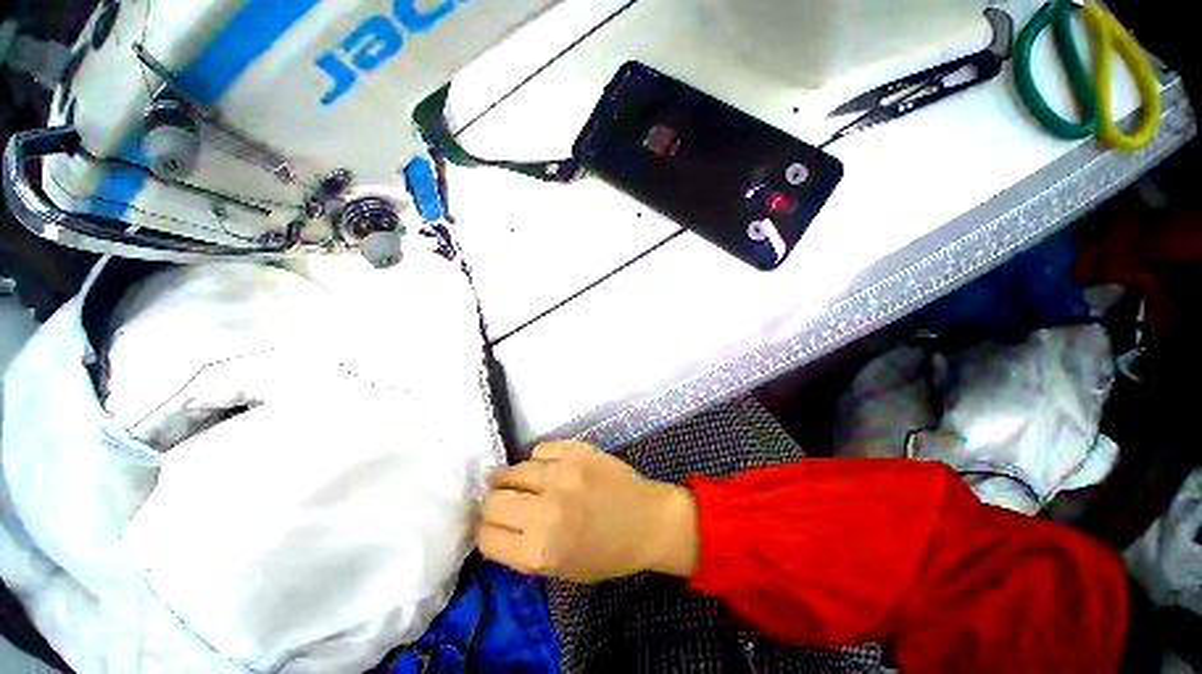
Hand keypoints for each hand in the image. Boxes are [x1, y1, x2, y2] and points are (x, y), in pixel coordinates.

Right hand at [477, 441, 697, 583]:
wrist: (647, 519)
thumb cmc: (606, 553)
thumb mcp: (559, 570)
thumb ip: (522, 550)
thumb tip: (493, 524)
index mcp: (540, 551)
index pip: (486, 536)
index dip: (485, 530)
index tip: (491, 524)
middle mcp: (546, 510)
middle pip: (493, 501)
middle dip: (493, 503)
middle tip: (502, 500)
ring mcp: (562, 474)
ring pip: (513, 470)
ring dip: (511, 478)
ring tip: (520, 481)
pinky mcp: (577, 450)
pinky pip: (539, 449)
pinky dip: (538, 459)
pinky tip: (548, 467)